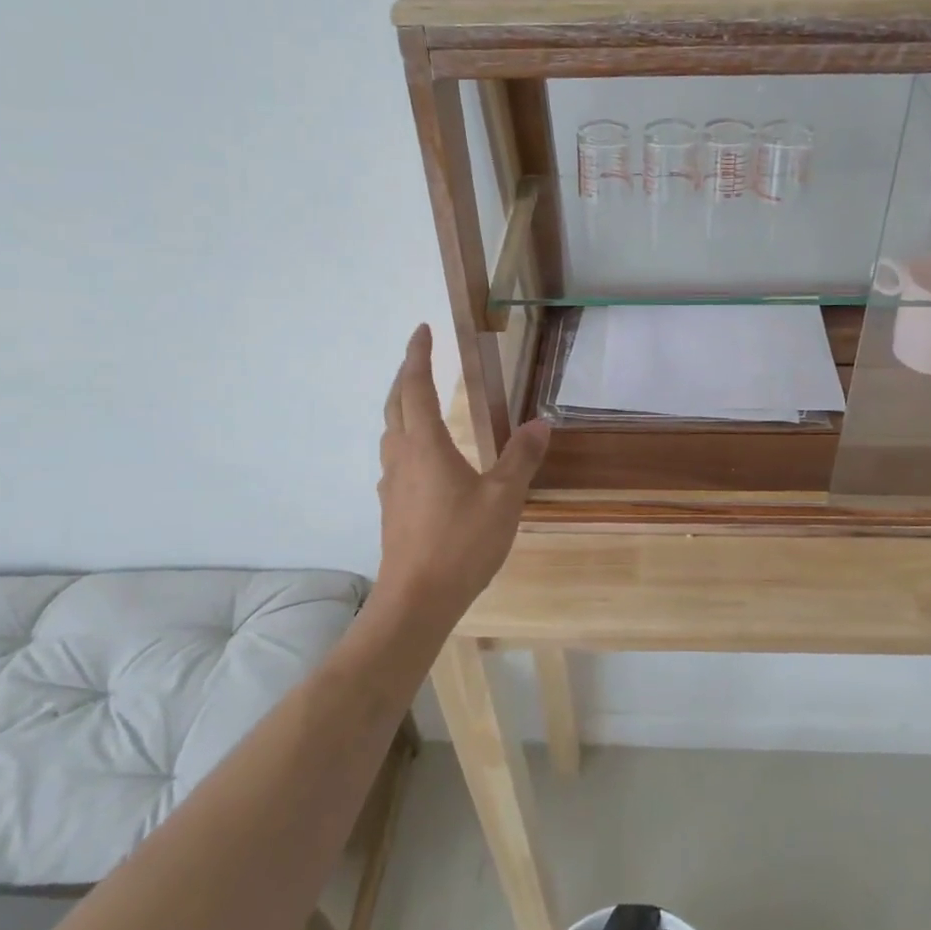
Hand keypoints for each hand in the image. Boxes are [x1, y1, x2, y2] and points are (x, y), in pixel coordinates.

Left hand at [369, 324, 549, 633]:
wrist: (416, 600)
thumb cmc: (460, 543)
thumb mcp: (503, 498)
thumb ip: (521, 457)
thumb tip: (540, 423)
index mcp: (426, 445)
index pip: (415, 387)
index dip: (418, 355)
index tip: (422, 329)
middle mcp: (402, 457)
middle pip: (395, 405)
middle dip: (405, 375)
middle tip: (419, 357)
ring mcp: (392, 484)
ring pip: (390, 432)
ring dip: (401, 408)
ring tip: (420, 402)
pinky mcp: (391, 508)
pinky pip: (395, 458)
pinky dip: (406, 439)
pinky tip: (423, 458)